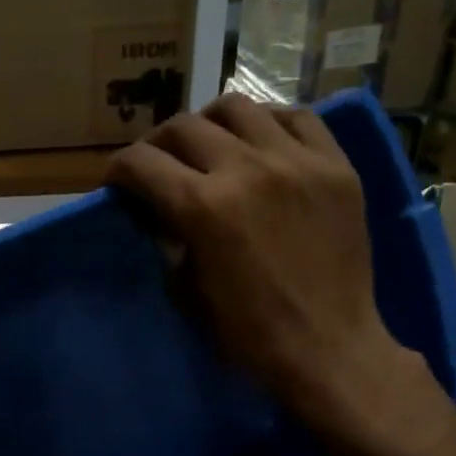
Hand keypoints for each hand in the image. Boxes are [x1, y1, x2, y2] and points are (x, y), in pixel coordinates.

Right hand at [107, 93, 441, 455]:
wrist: (329, 348)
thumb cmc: (249, 335)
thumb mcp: (188, 291)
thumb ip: (170, 241)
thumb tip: (161, 212)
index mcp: (203, 208)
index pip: (142, 162)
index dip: (119, 169)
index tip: (118, 182)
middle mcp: (247, 169)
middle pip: (184, 126)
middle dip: (158, 144)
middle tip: (158, 166)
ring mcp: (297, 162)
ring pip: (238, 107)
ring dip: (210, 124)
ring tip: (210, 146)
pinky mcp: (336, 166)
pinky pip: (297, 118)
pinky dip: (268, 124)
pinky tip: (261, 145)